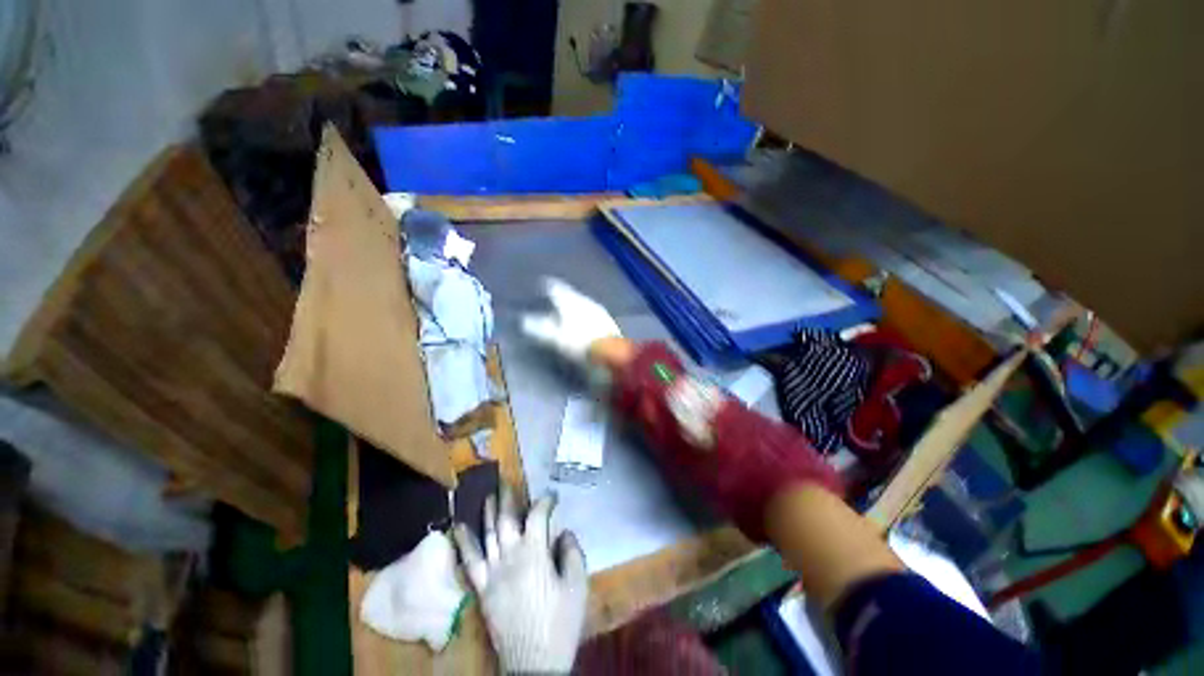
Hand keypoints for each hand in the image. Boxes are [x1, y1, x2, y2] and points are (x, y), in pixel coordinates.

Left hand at [453, 488, 587, 673]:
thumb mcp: (577, 585)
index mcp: (534, 553)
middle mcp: (510, 556)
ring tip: (487, 493)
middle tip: (507, 480)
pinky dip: (464, 542)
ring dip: (488, 511)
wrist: (533, 662)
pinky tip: (458, 527)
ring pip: (488, 533)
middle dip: (509, 497)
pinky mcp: (482, 588)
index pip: (538, 516)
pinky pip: (469, 561)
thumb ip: (572, 553)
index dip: (546, 502)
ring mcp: (493, 572)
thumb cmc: (559, 623)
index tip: (553, 497)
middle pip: (508, 519)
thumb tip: (563, 533)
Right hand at [521, 278, 621, 366]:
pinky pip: (591, 314)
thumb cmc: (580, 343)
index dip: (549, 286)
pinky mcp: (608, 323)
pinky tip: (583, 323)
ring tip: (566, 311)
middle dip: (562, 297)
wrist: (612, 354)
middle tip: (552, 299)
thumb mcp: (555, 338)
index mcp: (571, 301)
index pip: (557, 288)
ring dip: (574, 307)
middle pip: (571, 296)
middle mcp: (586, 302)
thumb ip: (539, 328)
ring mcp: (599, 312)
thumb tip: (523, 321)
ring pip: (582, 304)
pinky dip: (584, 316)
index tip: (543, 283)